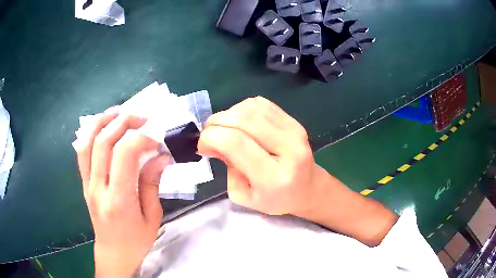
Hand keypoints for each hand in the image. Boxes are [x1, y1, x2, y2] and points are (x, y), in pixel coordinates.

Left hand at [74, 112, 169, 276]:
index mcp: (119, 199)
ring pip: (87, 142)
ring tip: (120, 112)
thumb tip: (161, 156)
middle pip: (103, 141)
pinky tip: (104, 127)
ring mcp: (87, 183)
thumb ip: (152, 184)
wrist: (113, 253)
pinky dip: (91, 133)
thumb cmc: (136, 241)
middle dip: (123, 121)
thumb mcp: (152, 217)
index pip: (124, 155)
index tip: (156, 139)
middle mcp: (98, 187)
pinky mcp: (83, 182)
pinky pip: (82, 151)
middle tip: (142, 117)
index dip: (141, 138)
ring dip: (103, 121)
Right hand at [198, 97, 397, 245]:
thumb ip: (229, 166)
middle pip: (242, 118)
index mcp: (274, 174)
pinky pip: (263, 104)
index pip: (235, 142)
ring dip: (230, 114)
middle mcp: (288, 147)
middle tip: (210, 134)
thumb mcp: (246, 196)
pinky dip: (246, 108)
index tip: (201, 142)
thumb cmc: (278, 202)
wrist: (312, 189)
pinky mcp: (296, 121)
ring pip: (252, 106)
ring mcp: (295, 131)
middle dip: (217, 121)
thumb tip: (216, 141)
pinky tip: (244, 122)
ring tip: (226, 129)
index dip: (211, 136)